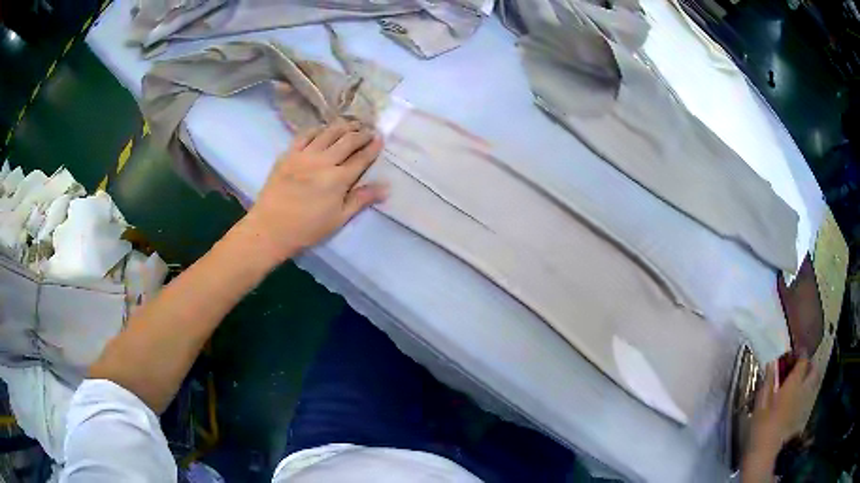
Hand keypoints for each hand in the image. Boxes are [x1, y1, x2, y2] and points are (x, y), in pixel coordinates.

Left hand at [237, 119, 386, 265]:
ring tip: (351, 124)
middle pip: (347, 140)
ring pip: (328, 133)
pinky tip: (323, 129)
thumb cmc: (307, 229)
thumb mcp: (338, 219)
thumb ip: (361, 200)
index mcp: (338, 179)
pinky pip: (305, 135)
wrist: (270, 228)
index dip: (373, 147)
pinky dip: (317, 129)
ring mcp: (304, 155)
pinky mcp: (288, 154)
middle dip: (361, 133)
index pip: (361, 158)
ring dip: (342, 126)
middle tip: (369, 130)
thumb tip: (386, 187)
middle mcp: (324, 161)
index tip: (380, 138)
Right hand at [742, 358, 815, 481]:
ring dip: (809, 378)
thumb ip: (768, 380)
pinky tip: (795, 398)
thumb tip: (772, 362)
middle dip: (810, 365)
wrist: (764, 452)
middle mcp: (802, 390)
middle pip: (814, 370)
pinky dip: (804, 391)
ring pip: (813, 383)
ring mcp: (803, 403)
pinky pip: (807, 396)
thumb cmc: (761, 426)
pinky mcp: (800, 414)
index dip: (801, 353)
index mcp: (793, 384)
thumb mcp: (760, 402)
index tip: (794, 351)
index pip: (804, 360)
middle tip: (799, 366)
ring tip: (798, 381)